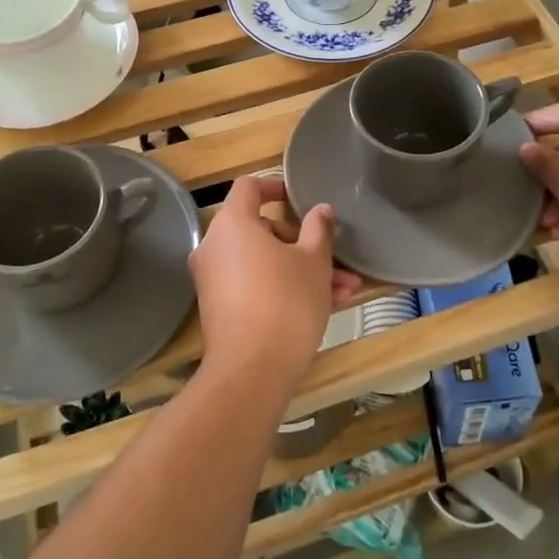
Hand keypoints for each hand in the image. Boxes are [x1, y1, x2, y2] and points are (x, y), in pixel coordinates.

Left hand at [188, 177, 361, 396]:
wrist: (252, 371)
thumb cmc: (286, 302)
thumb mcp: (314, 262)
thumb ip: (318, 229)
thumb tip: (320, 210)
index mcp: (233, 223)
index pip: (249, 188)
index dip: (275, 187)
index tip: (299, 199)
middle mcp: (215, 246)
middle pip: (260, 228)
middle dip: (302, 242)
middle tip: (333, 258)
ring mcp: (214, 279)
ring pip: (264, 262)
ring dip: (302, 270)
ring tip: (344, 289)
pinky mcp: (220, 308)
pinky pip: (255, 285)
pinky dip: (284, 288)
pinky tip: (327, 306)